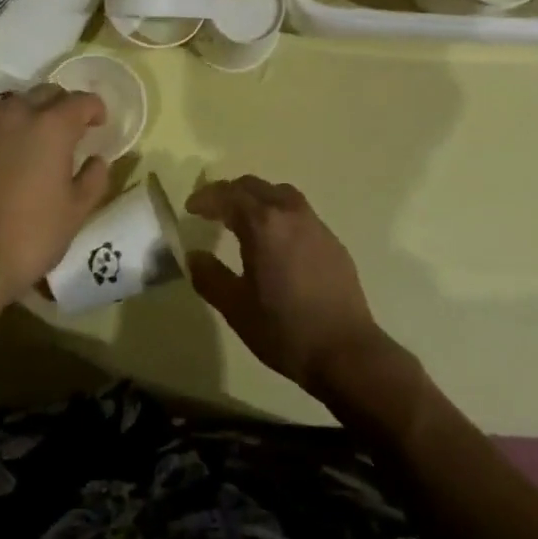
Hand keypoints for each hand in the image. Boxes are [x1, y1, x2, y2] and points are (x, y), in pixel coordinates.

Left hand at [0, 84, 113, 301]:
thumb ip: (93, 179)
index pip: (81, 100)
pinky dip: (10, 134)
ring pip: (17, 106)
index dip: (95, 109)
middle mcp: (18, 116)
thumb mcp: (76, 211)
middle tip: (73, 129)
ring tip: (42, 141)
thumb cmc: (32, 233)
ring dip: (34, 115)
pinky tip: (13, 161)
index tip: (100, 123)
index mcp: (52, 126)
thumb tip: (97, 160)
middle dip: (63, 104)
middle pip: (46, 93)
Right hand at [187, 176, 390, 395]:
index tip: (191, 208)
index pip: (228, 195)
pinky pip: (299, 212)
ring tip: (243, 218)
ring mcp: (315, 224)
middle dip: (229, 193)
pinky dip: (279, 213)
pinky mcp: (332, 240)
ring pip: (280, 193)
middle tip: (212, 210)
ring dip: (257, 198)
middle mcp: (290, 213)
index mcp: (263, 224)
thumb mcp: (236, 308)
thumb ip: (210, 277)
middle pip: (254, 186)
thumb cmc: (285, 330)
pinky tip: (276, 240)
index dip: (206, 198)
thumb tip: (195, 255)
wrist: (346, 352)